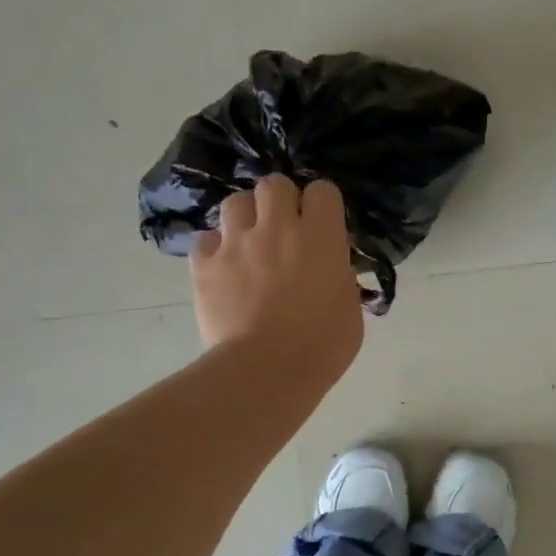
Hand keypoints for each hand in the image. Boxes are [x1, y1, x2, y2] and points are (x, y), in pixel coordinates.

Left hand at [191, 176, 363, 388]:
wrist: (265, 371)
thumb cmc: (321, 347)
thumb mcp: (351, 311)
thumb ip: (341, 278)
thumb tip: (333, 268)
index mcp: (321, 237)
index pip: (323, 191)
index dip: (322, 205)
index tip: (322, 224)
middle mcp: (277, 228)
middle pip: (274, 184)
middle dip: (279, 200)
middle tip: (283, 227)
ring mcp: (236, 244)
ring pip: (235, 202)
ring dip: (244, 217)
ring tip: (249, 242)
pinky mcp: (205, 265)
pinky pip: (206, 240)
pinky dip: (214, 249)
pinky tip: (223, 268)